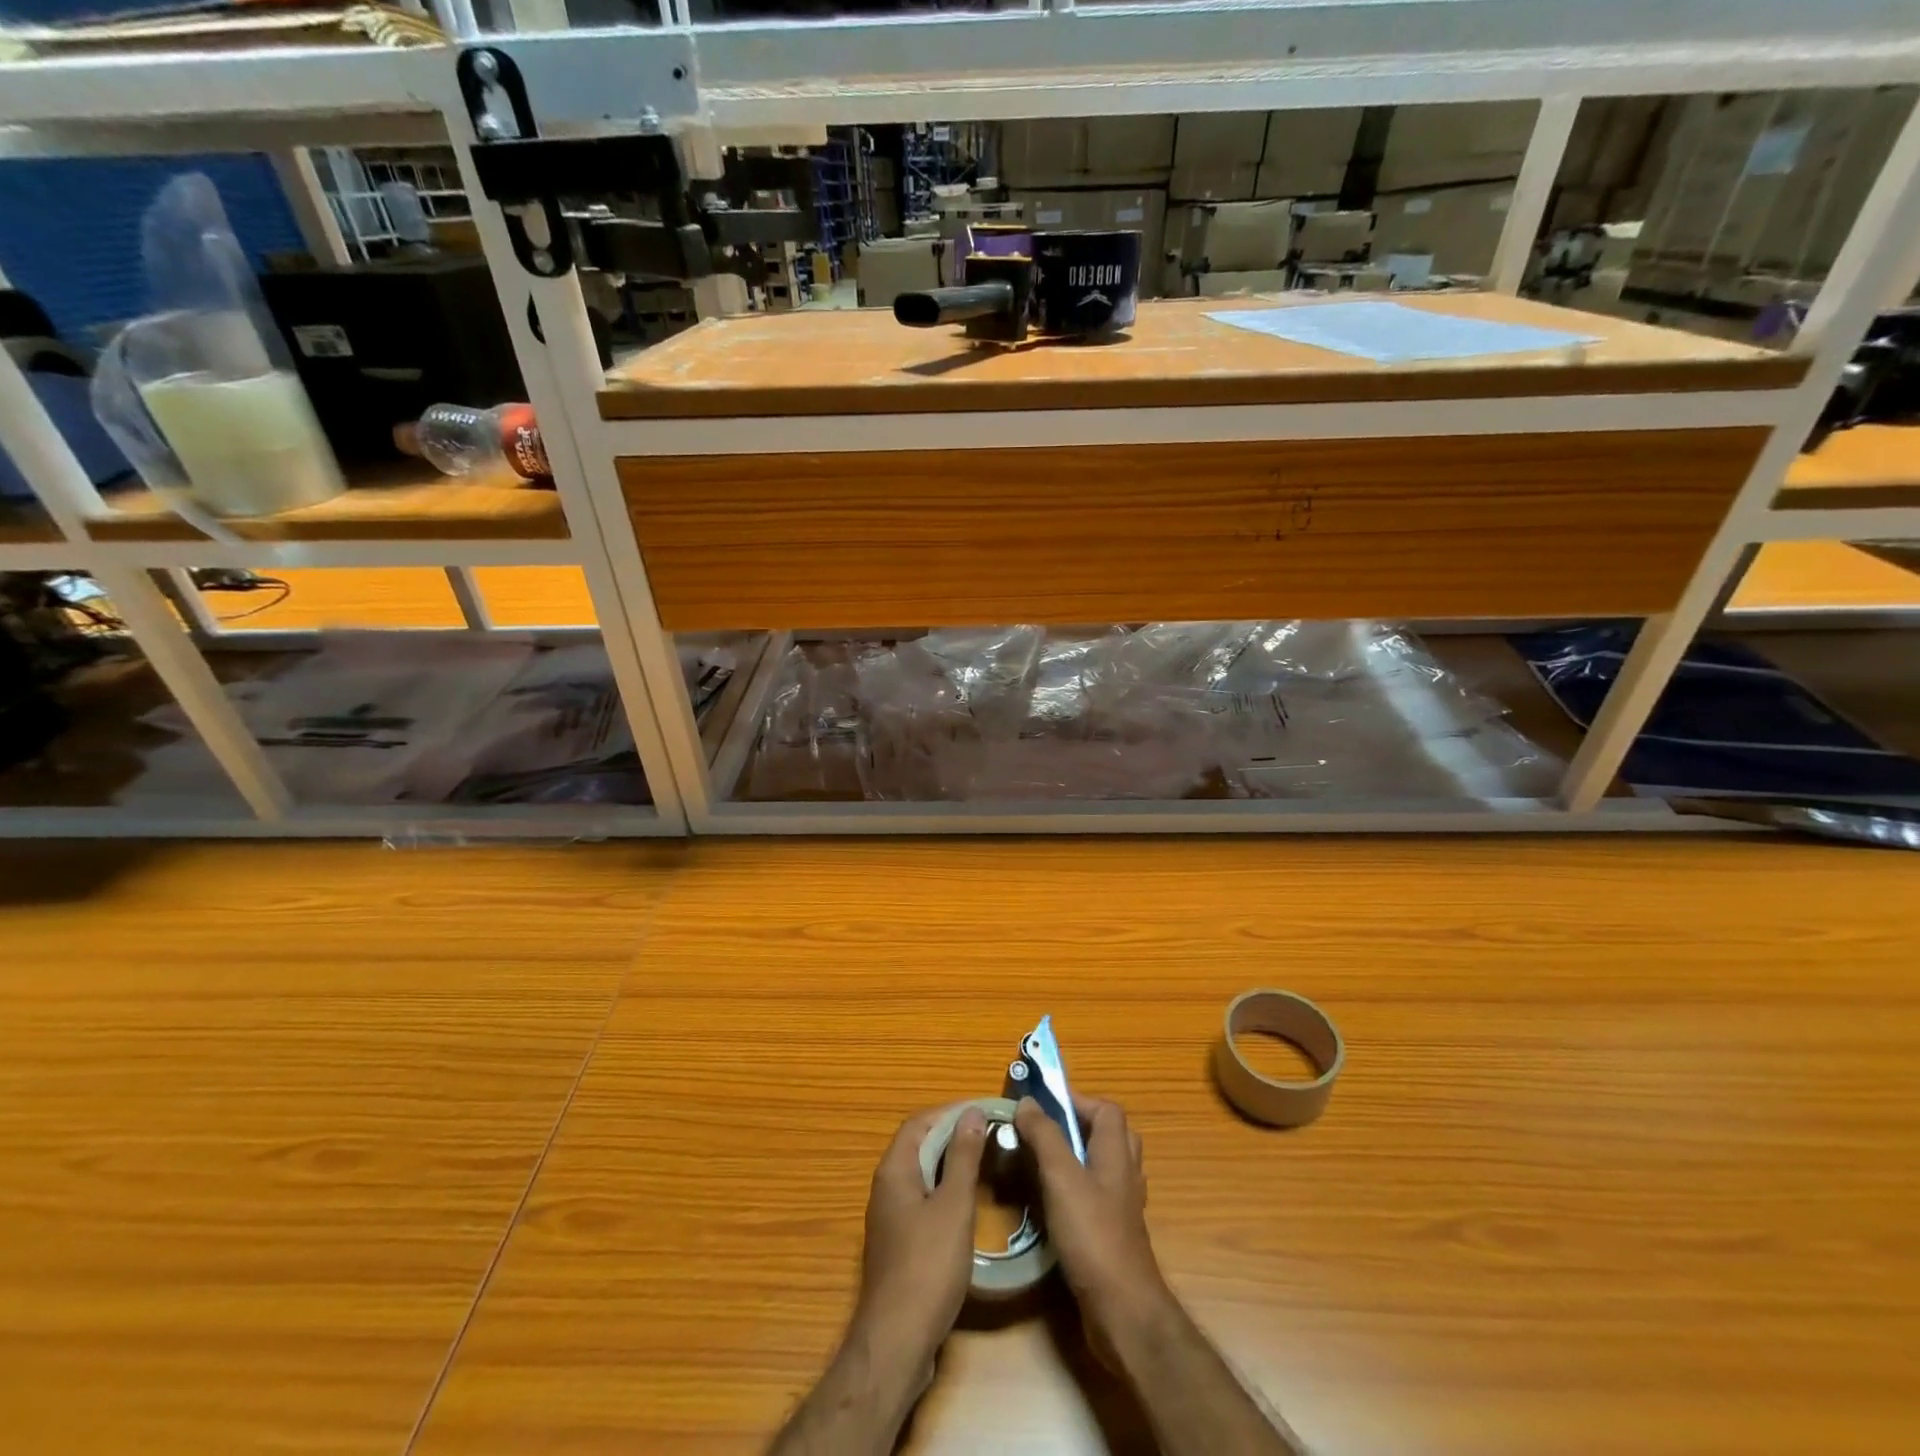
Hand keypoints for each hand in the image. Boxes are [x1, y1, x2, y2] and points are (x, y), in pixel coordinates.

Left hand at [852, 1105, 989, 1370]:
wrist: (897, 1342)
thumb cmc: (928, 1266)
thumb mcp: (953, 1206)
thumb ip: (964, 1157)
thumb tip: (973, 1112)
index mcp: (894, 1170)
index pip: (920, 1122)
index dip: (950, 1112)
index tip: (983, 1110)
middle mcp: (886, 1187)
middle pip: (919, 1145)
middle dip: (952, 1135)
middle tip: (989, 1134)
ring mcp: (890, 1217)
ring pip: (922, 1174)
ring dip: (949, 1163)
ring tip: (984, 1162)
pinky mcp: (898, 1244)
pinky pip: (922, 1200)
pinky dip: (944, 1191)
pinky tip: (967, 1205)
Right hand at [1015, 1095, 1171, 1335]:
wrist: (1123, 1311)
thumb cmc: (1093, 1235)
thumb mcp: (1061, 1177)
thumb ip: (1044, 1136)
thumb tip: (1027, 1103)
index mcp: (1116, 1153)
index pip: (1107, 1109)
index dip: (1078, 1100)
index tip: (1044, 1105)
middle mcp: (1124, 1175)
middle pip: (1110, 1134)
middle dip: (1079, 1126)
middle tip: (1046, 1132)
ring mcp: (1122, 1208)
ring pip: (1104, 1167)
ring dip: (1078, 1158)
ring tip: (1044, 1163)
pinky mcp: (1114, 1235)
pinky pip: (1098, 1197)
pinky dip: (1077, 1191)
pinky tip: (1054, 1204)